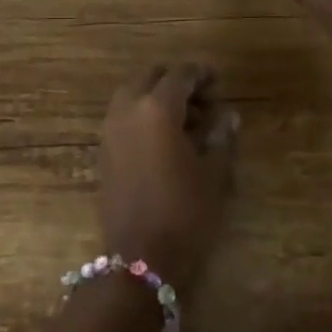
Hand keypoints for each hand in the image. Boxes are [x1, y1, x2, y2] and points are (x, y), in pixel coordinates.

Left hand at [96, 63, 239, 295]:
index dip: (202, 74)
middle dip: (176, 81)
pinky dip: (143, 114)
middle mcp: (127, 109)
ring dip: (158, 97)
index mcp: (156, 108)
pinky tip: (166, 138)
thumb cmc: (184, 213)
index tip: (219, 81)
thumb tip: (228, 115)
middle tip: (204, 99)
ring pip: (133, 94)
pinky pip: (123, 115)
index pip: (180, 75)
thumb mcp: (212, 174)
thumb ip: (220, 136)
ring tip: (189, 121)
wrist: (139, 258)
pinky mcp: (103, 149)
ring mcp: (110, 129)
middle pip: (151, 76)